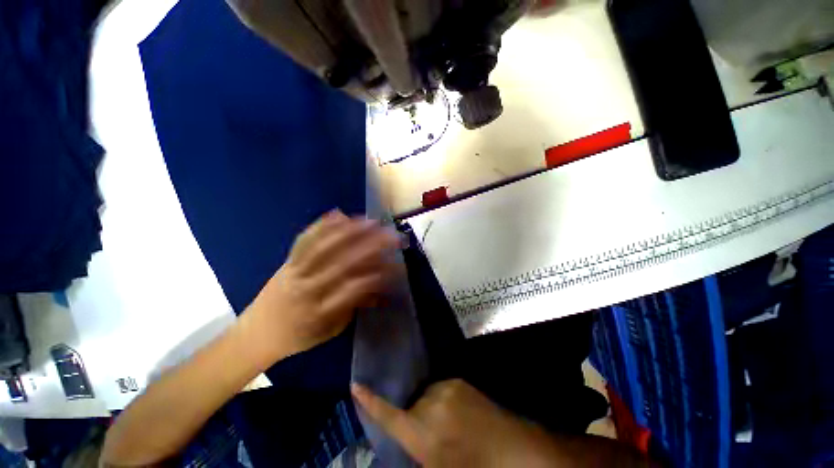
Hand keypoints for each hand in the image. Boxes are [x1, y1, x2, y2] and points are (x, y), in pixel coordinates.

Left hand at [239, 210, 400, 365]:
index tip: (396, 264)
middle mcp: (307, 289)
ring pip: (324, 246)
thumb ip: (355, 306)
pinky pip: (304, 240)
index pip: (354, 289)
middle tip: (390, 234)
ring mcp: (294, 272)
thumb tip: (379, 286)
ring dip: (350, 231)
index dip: (377, 275)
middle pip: (342, 262)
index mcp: (319, 312)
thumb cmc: (299, 337)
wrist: (256, 334)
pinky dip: (322, 225)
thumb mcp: (332, 329)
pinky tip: (338, 214)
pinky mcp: (286, 262)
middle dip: (370, 246)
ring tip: (370, 221)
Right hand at [352, 379, 561, 466]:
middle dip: (416, 420)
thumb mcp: (436, 466)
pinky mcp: (457, 380)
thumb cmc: (470, 464)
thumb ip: (416, 451)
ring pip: (427, 397)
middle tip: (435, 437)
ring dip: (432, 410)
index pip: (388, 415)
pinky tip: (459, 414)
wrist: (509, 448)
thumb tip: (405, 431)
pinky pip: (442, 390)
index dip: (369, 401)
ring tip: (450, 426)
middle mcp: (429, 405)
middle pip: (411, 408)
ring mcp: (445, 389)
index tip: (355, 385)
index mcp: (420, 433)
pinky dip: (444, 400)